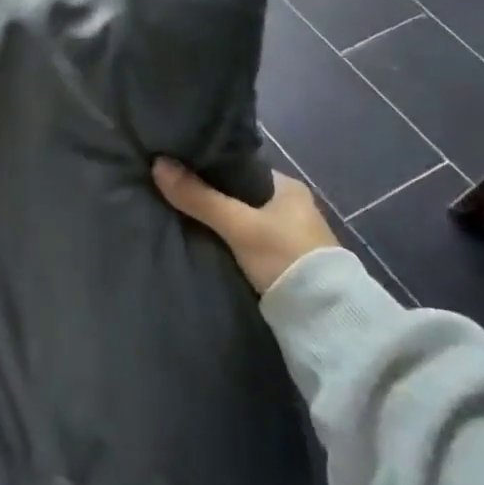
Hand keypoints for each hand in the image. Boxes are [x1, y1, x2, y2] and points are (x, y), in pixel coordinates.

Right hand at [152, 160, 337, 293]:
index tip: (177, 169)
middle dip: (208, 196)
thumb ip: (199, 197)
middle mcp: (290, 206)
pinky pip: (244, 240)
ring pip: (239, 219)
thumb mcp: (239, 225)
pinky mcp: (282, 262)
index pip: (238, 167)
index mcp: (287, 186)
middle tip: (172, 194)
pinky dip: (225, 240)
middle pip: (236, 194)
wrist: (326, 320)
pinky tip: (201, 241)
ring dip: (216, 221)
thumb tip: (157, 163)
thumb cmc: (286, 258)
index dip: (207, 167)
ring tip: (178, 216)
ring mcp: (288, 235)